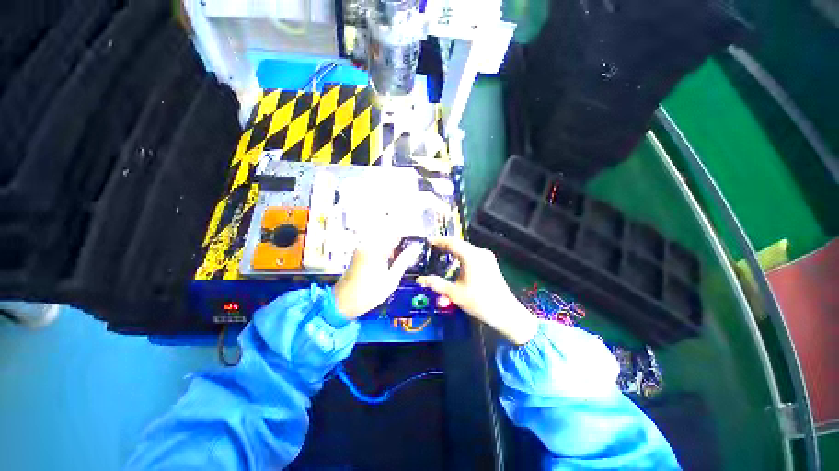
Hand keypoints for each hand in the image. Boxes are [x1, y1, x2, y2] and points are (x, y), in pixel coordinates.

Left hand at [333, 237, 422, 319]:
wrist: (343, 302)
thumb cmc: (369, 293)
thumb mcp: (391, 280)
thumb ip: (403, 261)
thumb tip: (416, 248)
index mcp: (376, 250)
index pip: (395, 233)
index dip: (408, 233)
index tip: (417, 237)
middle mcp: (367, 244)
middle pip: (388, 231)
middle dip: (400, 236)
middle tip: (411, 247)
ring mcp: (361, 246)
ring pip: (381, 236)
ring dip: (392, 240)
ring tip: (401, 252)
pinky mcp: (359, 251)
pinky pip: (375, 242)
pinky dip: (384, 245)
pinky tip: (390, 256)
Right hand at [417, 238, 538, 344]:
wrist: (506, 313)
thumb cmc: (479, 302)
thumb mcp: (454, 293)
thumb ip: (436, 284)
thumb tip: (420, 280)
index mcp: (471, 256)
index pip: (452, 242)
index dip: (438, 240)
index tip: (427, 241)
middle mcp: (480, 252)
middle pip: (459, 244)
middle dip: (444, 245)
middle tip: (431, 248)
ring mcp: (487, 257)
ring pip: (465, 249)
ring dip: (453, 250)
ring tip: (440, 253)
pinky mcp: (490, 263)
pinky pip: (472, 254)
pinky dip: (461, 255)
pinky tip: (454, 262)